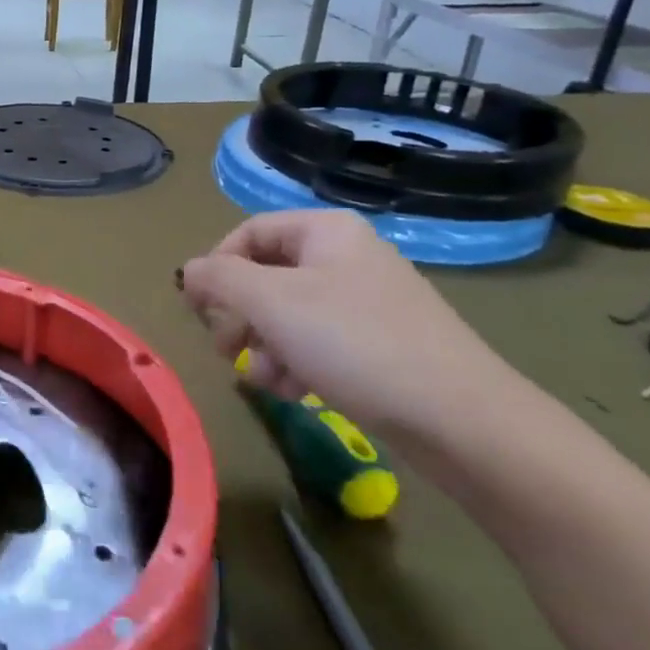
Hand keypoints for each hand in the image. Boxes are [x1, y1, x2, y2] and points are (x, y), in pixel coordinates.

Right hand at [180, 211, 523, 435]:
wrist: (460, 418)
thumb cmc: (354, 343)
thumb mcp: (271, 302)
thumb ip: (219, 279)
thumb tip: (189, 271)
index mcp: (326, 232)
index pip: (248, 233)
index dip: (216, 267)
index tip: (198, 308)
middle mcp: (346, 257)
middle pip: (266, 275)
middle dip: (238, 315)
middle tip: (225, 349)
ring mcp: (366, 301)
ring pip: (287, 314)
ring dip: (263, 346)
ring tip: (264, 381)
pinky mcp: (379, 343)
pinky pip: (317, 342)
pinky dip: (296, 363)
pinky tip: (294, 392)